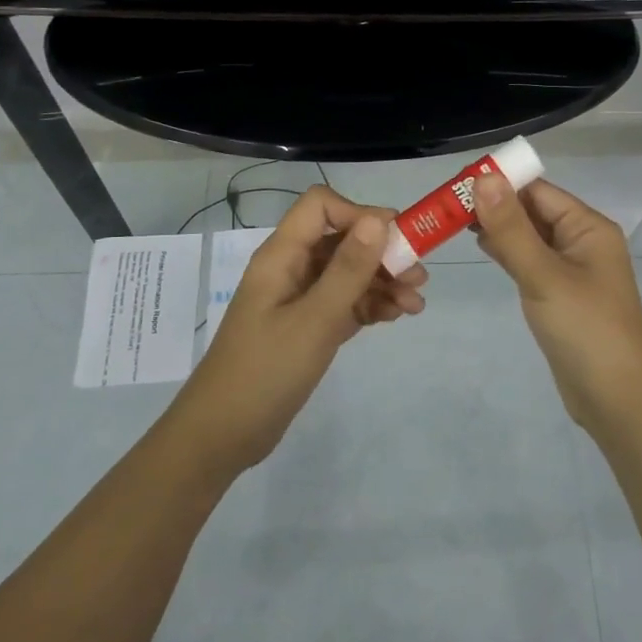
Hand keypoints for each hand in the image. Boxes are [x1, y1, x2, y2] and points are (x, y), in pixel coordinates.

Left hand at [171, 185, 427, 471]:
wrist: (223, 435)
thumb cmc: (265, 371)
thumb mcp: (315, 320)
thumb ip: (348, 269)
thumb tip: (378, 219)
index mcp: (282, 256)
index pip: (321, 206)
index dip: (359, 214)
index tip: (396, 239)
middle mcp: (291, 269)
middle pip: (342, 240)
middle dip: (382, 252)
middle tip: (418, 275)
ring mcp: (298, 299)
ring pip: (347, 273)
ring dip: (383, 281)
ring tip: (416, 303)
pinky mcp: (307, 326)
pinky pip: (344, 302)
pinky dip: (371, 305)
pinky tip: (397, 316)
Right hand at [473, 175, 641, 430]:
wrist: (616, 398)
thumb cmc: (584, 328)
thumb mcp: (544, 274)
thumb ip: (511, 228)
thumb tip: (484, 178)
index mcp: (588, 227)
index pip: (538, 191)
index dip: (500, 183)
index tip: (457, 184)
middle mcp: (582, 241)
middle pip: (534, 211)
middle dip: (495, 205)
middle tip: (447, 205)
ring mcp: (572, 269)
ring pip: (530, 237)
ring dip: (499, 228)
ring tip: (455, 222)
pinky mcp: (561, 294)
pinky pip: (531, 261)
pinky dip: (508, 252)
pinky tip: (483, 248)